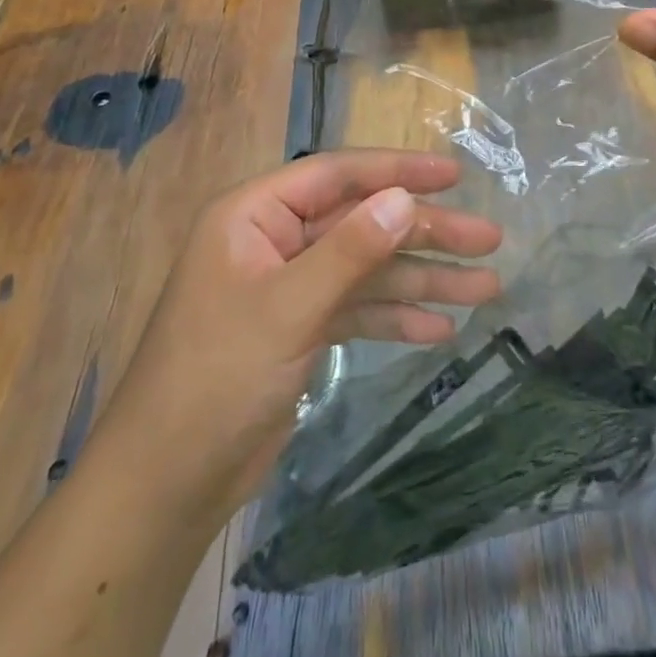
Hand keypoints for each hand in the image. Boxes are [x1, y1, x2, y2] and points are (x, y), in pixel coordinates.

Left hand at [93, 150, 502, 521]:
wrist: (167, 486)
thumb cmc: (217, 379)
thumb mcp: (288, 308)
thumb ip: (350, 250)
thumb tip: (405, 198)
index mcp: (256, 215)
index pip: (338, 175)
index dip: (398, 170)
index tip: (454, 175)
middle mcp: (274, 240)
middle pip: (364, 222)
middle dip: (426, 233)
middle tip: (488, 239)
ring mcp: (290, 285)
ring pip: (369, 268)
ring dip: (423, 278)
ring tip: (487, 288)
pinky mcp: (301, 327)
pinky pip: (359, 308)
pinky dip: (397, 316)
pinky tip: (440, 329)